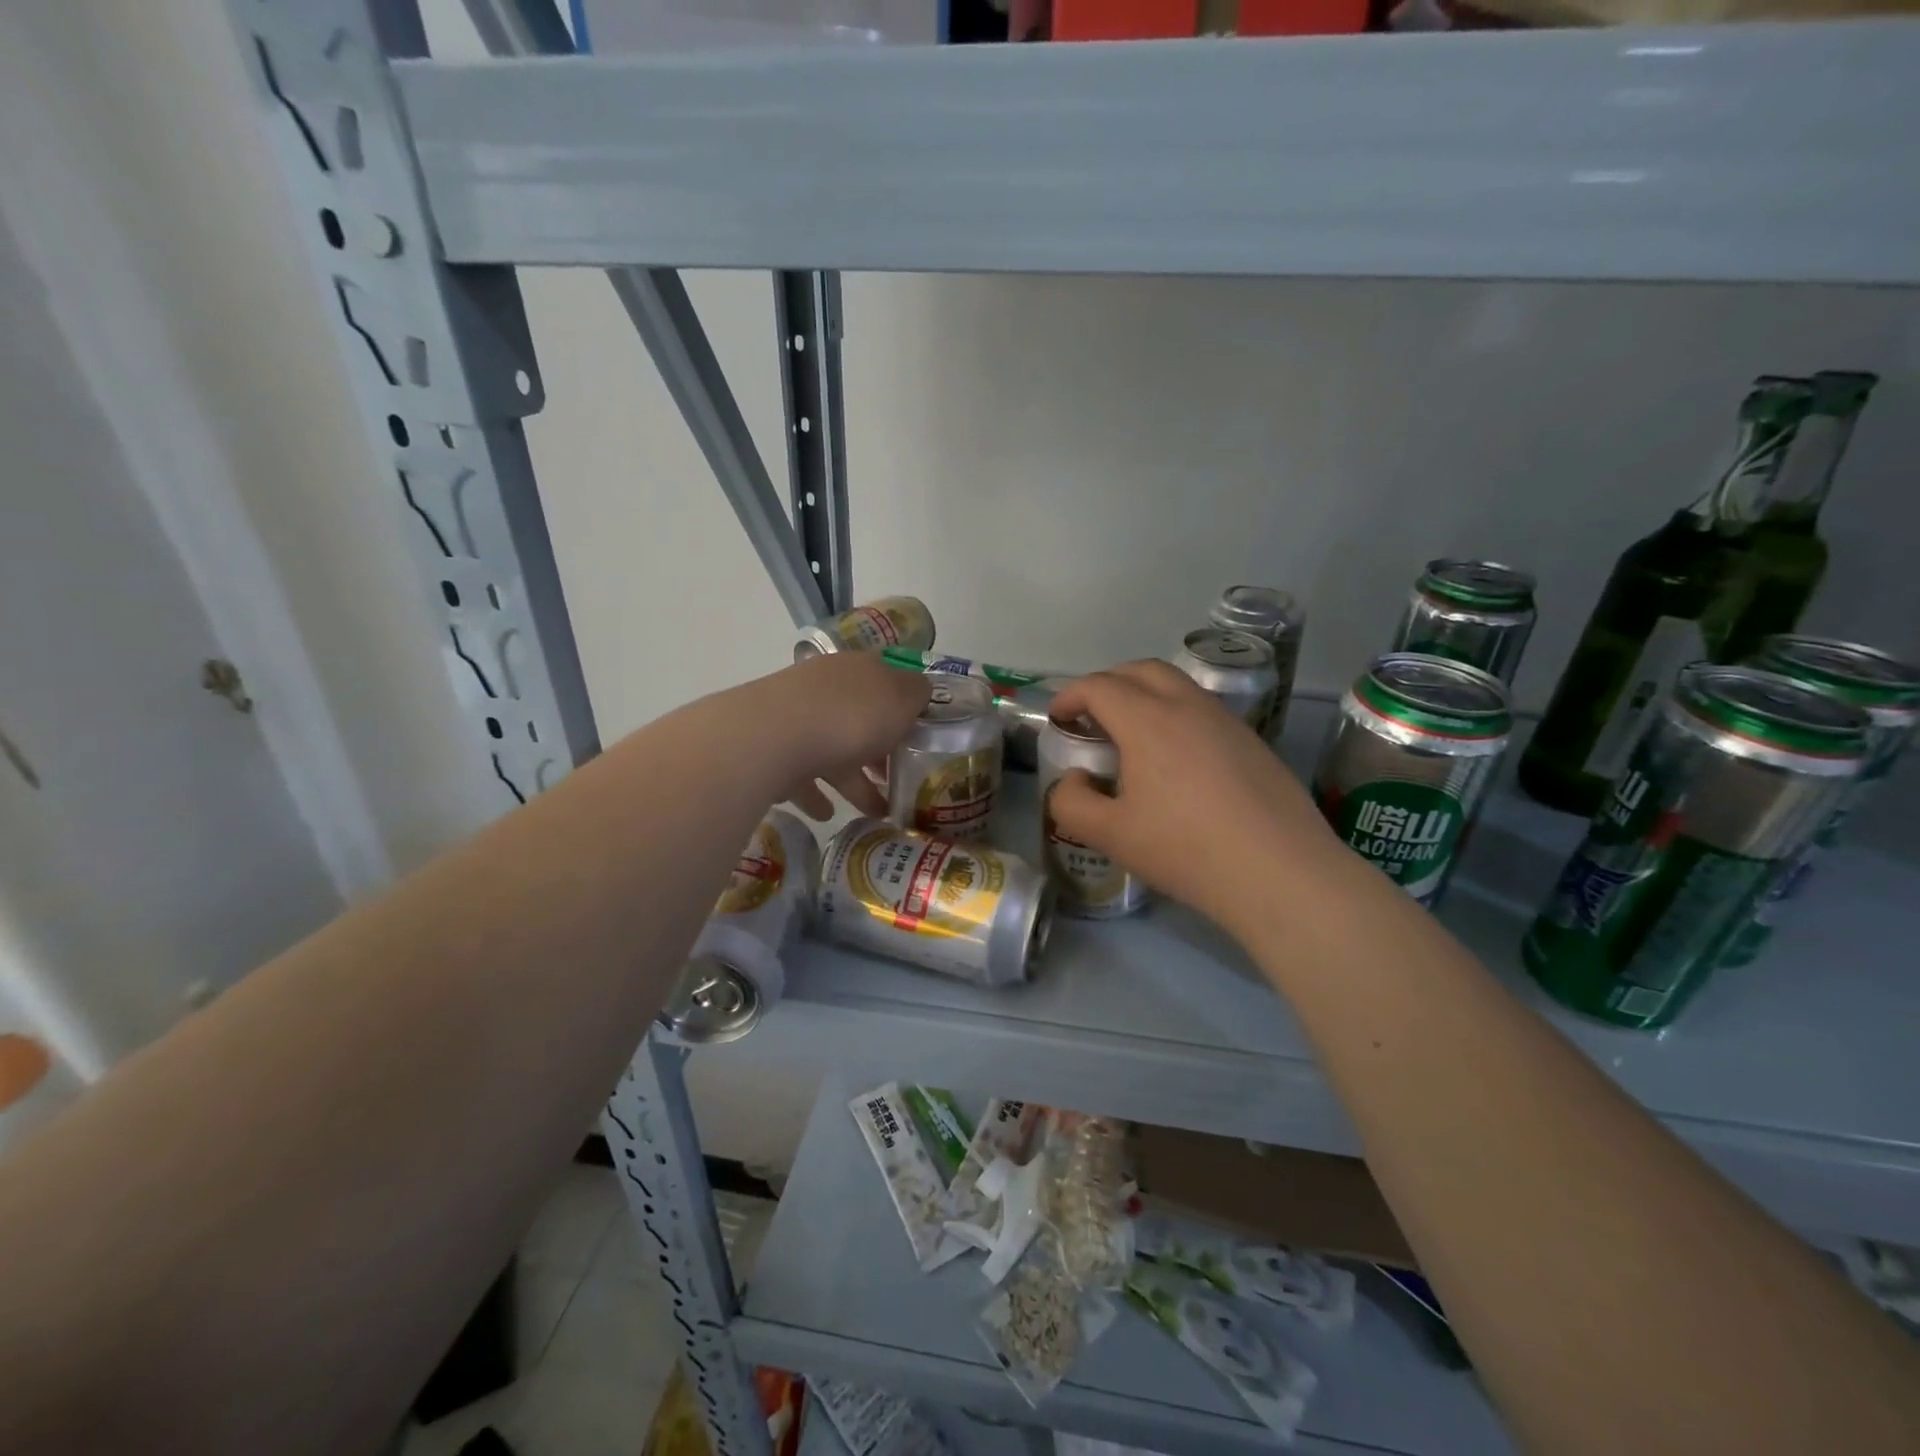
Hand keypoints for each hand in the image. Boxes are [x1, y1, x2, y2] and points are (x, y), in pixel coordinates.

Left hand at [752, 651, 930, 819]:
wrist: (772, 738)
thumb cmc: (851, 716)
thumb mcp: (902, 699)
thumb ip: (917, 694)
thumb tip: (920, 691)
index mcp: (857, 670)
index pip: (886, 681)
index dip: (905, 707)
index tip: (920, 737)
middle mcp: (825, 688)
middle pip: (858, 718)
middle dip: (878, 750)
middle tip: (897, 779)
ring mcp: (794, 718)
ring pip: (829, 749)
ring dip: (851, 779)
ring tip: (873, 812)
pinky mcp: (770, 750)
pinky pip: (799, 774)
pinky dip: (815, 794)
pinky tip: (826, 814)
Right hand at [1046, 661, 1343, 939]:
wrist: (1280, 872)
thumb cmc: (1186, 850)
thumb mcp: (1111, 836)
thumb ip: (1072, 803)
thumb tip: (1074, 779)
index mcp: (1147, 720)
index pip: (1099, 686)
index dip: (1070, 696)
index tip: (1058, 718)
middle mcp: (1187, 706)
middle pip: (1140, 670)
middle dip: (1108, 682)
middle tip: (1091, 714)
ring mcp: (1226, 720)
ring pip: (1177, 685)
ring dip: (1145, 694)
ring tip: (1132, 733)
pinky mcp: (1253, 741)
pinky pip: (1203, 709)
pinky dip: (1176, 713)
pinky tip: (1177, 759)